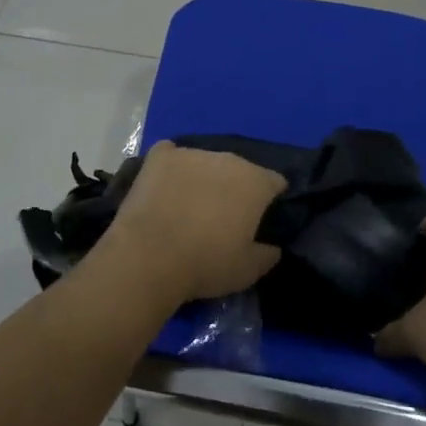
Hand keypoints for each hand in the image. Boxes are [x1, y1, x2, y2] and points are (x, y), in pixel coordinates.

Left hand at [102, 141, 286, 304]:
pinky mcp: (160, 156)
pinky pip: (171, 153)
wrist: (150, 256)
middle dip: (235, 187)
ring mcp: (193, 153)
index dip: (270, 198)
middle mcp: (229, 159)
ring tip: (189, 204)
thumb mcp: (247, 271)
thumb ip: (267, 255)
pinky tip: (165, 184)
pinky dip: (171, 165)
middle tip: (222, 215)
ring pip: (206, 161)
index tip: (259, 218)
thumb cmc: (206, 263)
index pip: (275, 181)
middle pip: (240, 169)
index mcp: (256, 182)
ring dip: (204, 176)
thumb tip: (273, 247)